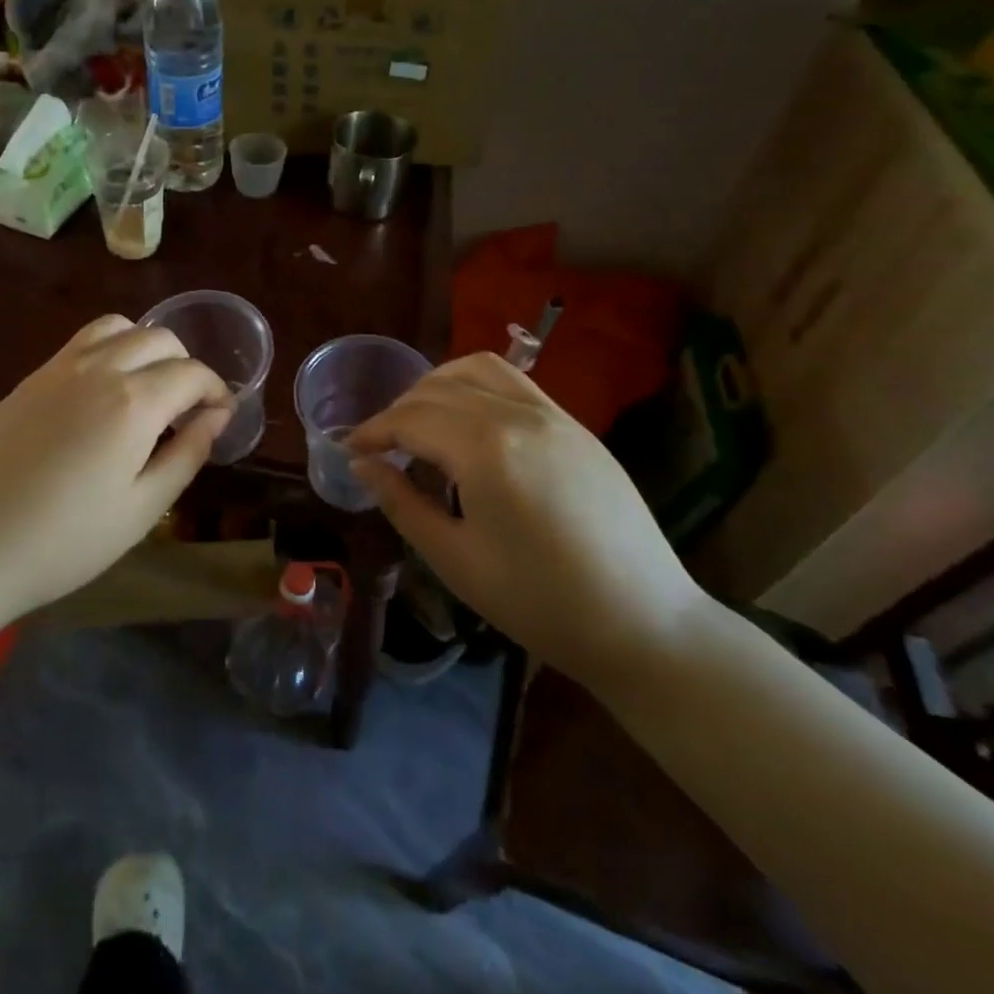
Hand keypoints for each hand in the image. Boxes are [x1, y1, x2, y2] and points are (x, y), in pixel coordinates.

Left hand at [0, 316, 230, 623]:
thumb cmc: (62, 542)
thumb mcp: (141, 510)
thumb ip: (187, 455)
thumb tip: (217, 417)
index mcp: (134, 402)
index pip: (192, 373)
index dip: (216, 390)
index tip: (221, 416)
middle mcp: (99, 368)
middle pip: (159, 339)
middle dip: (185, 365)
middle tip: (185, 410)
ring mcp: (58, 368)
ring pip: (118, 328)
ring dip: (145, 348)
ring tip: (146, 391)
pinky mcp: (29, 379)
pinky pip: (81, 342)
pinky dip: (109, 350)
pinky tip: (102, 395)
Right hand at [348, 353, 707, 690]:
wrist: (644, 623)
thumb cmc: (539, 602)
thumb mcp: (455, 559)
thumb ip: (402, 503)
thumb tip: (362, 465)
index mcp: (485, 449)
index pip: (410, 419)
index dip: (372, 431)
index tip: (349, 449)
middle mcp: (517, 415)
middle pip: (438, 389)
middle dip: (398, 410)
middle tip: (379, 445)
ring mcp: (553, 415)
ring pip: (477, 369)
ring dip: (437, 385)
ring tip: (421, 421)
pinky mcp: (575, 426)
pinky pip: (514, 382)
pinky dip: (476, 386)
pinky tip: (469, 422)